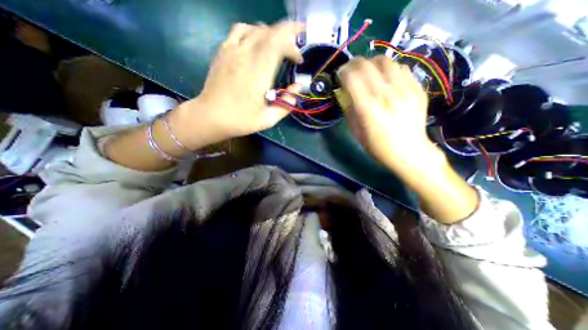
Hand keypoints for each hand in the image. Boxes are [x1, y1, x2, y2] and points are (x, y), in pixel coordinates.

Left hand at [169, 21, 303, 148]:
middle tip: (295, 49)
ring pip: (255, 29)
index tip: (298, 60)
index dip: (293, 48)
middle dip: (287, 36)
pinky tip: (257, 43)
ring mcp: (231, 51)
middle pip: (269, 33)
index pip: (278, 45)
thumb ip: (286, 104)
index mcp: (258, 74)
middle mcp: (245, 57)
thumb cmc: (241, 120)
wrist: (211, 117)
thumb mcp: (268, 119)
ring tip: (279, 46)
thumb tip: (298, 88)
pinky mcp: (223, 51)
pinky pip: (239, 30)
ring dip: (271, 34)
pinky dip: (253, 31)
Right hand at [338, 55, 437, 171]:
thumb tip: (344, 92)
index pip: (352, 76)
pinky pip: (401, 68)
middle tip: (351, 71)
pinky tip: (387, 80)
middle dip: (354, 64)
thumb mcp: (356, 131)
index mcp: (368, 107)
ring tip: (369, 73)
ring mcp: (405, 89)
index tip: (340, 76)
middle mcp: (386, 93)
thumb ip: (348, 109)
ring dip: (372, 64)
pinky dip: (389, 70)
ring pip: (386, 61)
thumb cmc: (378, 146)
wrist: (409, 152)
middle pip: (367, 64)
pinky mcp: (417, 88)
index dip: (343, 72)